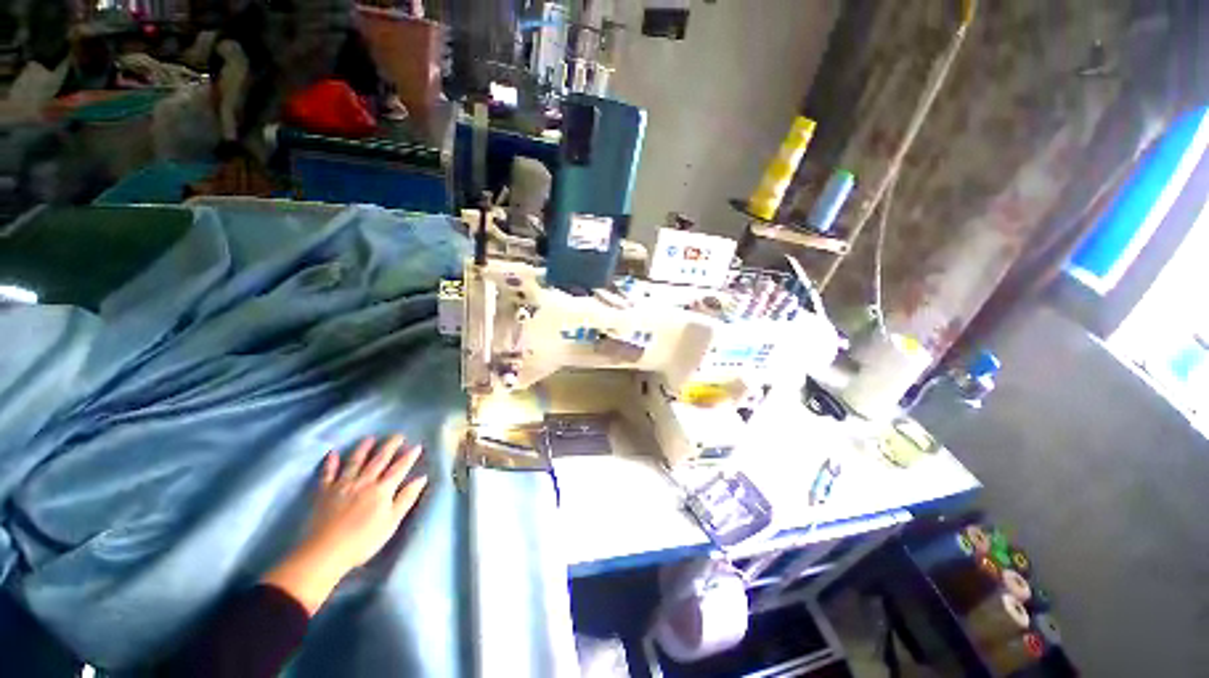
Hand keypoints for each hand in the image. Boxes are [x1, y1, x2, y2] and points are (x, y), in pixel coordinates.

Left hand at [309, 435, 427, 572]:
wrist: (324, 553)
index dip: (409, 457)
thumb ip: (406, 498)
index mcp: (382, 490)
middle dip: (390, 446)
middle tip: (398, 435)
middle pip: (379, 460)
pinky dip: (330, 463)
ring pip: (355, 462)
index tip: (417, 446)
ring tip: (370, 438)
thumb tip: (422, 478)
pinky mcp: (324, 492)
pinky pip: (327, 474)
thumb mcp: (391, 522)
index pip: (399, 468)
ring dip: (363, 449)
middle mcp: (364, 482)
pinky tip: (332, 453)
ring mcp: (342, 485)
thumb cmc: (363, 541)